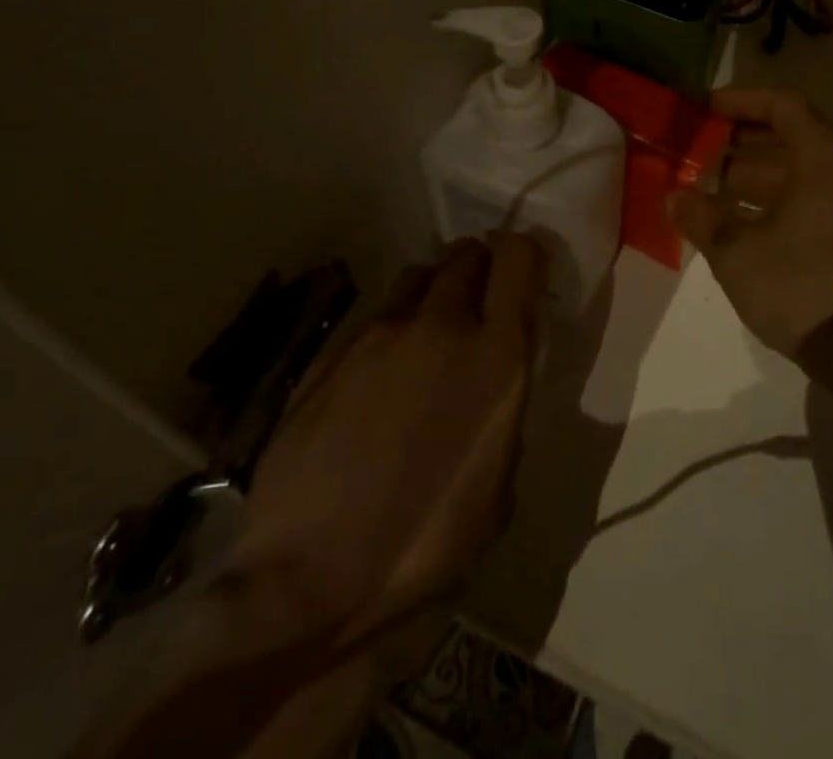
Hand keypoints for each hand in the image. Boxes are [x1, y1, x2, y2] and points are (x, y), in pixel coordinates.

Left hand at [223, 234, 546, 652]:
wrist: (308, 579)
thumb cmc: (424, 544)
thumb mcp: (498, 487)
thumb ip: (504, 412)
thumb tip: (497, 382)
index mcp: (495, 356)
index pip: (518, 258)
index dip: (525, 254)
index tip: (524, 273)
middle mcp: (440, 326)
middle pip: (466, 254)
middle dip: (479, 268)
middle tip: (478, 303)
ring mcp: (380, 333)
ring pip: (419, 275)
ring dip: (434, 290)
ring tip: (429, 330)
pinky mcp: (332, 350)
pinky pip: (376, 313)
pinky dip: (392, 325)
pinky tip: (380, 371)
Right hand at [669, 87, 832, 358]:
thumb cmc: (799, 284)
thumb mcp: (736, 251)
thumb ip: (700, 217)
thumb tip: (675, 197)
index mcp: (824, 160)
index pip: (784, 106)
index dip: (742, 101)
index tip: (706, 110)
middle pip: (790, 138)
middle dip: (739, 144)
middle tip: (698, 152)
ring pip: (797, 173)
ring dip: (752, 177)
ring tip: (706, 189)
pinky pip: (807, 199)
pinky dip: (772, 202)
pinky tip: (734, 222)